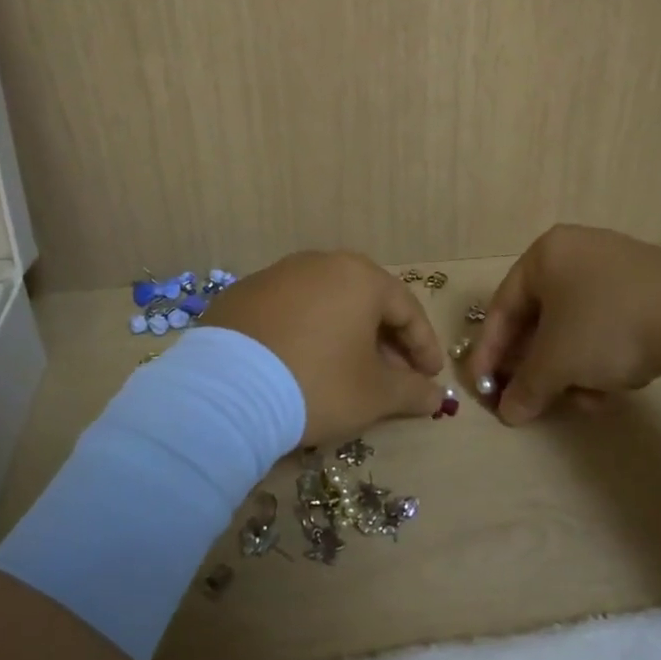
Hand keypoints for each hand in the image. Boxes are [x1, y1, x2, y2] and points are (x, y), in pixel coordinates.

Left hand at [203, 250, 447, 443]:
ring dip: (345, 335)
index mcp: (359, 277)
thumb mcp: (374, 395)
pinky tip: (301, 364)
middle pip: (365, 302)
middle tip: (393, 377)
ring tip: (347, 372)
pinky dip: (305, 334)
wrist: (224, 392)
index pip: (406, 309)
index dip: (424, 346)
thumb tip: (435, 396)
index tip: (431, 378)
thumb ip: (412, 391)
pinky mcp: (241, 295)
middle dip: (384, 341)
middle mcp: (319, 263)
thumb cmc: (317, 384)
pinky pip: (289, 312)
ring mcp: (275, 275)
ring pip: (326, 304)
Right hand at [470, 225, 660, 424]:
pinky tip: (614, 387)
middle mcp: (579, 251)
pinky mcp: (651, 288)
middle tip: (529, 399)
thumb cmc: (607, 326)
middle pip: (541, 318)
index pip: (503, 307)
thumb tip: (509, 413)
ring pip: (576, 326)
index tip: (482, 389)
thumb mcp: (557, 361)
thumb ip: (526, 386)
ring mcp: (618, 267)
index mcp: (546, 254)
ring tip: (585, 400)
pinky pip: (609, 324)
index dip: (489, 353)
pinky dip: (602, 357)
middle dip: (536, 366)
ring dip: (571, 368)